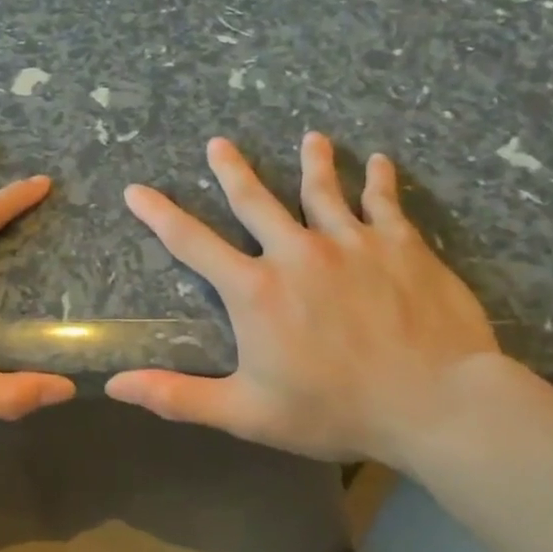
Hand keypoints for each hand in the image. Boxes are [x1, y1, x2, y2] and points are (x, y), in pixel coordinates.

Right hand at [106, 133, 497, 465]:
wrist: (436, 404)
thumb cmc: (335, 411)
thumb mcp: (247, 412)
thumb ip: (178, 396)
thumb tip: (116, 386)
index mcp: (255, 291)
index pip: (192, 243)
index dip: (158, 214)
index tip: (136, 189)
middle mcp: (296, 253)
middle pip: (255, 200)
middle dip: (232, 170)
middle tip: (218, 143)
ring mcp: (351, 242)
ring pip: (323, 190)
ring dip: (313, 161)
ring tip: (311, 138)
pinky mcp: (400, 245)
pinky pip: (384, 202)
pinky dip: (379, 179)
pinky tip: (380, 161)